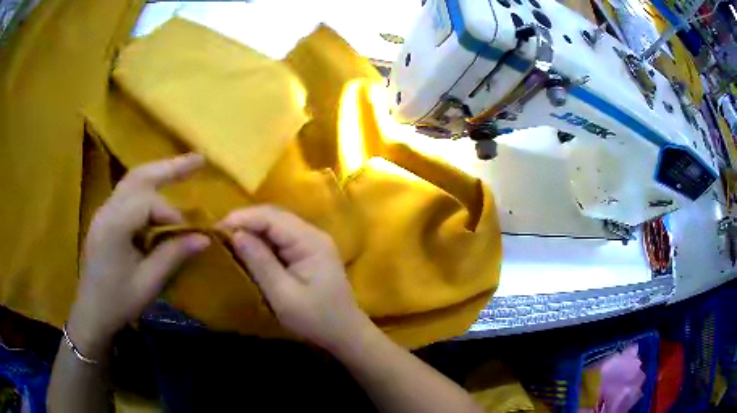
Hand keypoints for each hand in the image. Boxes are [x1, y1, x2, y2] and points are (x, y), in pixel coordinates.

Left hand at [68, 154, 210, 358]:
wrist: (91, 315)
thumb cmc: (118, 303)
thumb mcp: (148, 283)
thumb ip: (173, 255)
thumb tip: (205, 238)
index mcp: (115, 225)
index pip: (148, 202)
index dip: (172, 214)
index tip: (188, 235)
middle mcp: (107, 210)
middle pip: (139, 176)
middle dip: (169, 166)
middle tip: (198, 160)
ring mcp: (104, 212)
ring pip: (132, 180)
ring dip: (158, 172)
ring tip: (184, 168)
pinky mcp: (104, 219)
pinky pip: (127, 194)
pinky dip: (147, 189)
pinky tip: (159, 196)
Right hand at [219, 206, 370, 351]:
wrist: (345, 333)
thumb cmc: (315, 318)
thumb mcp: (283, 295)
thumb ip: (260, 262)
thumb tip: (236, 234)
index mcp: (310, 241)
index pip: (272, 217)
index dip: (243, 218)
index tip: (217, 226)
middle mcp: (313, 234)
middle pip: (275, 216)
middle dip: (246, 220)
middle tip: (219, 231)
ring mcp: (312, 241)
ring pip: (277, 224)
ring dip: (252, 228)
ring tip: (228, 236)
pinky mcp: (308, 251)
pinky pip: (281, 236)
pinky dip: (262, 238)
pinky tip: (248, 245)